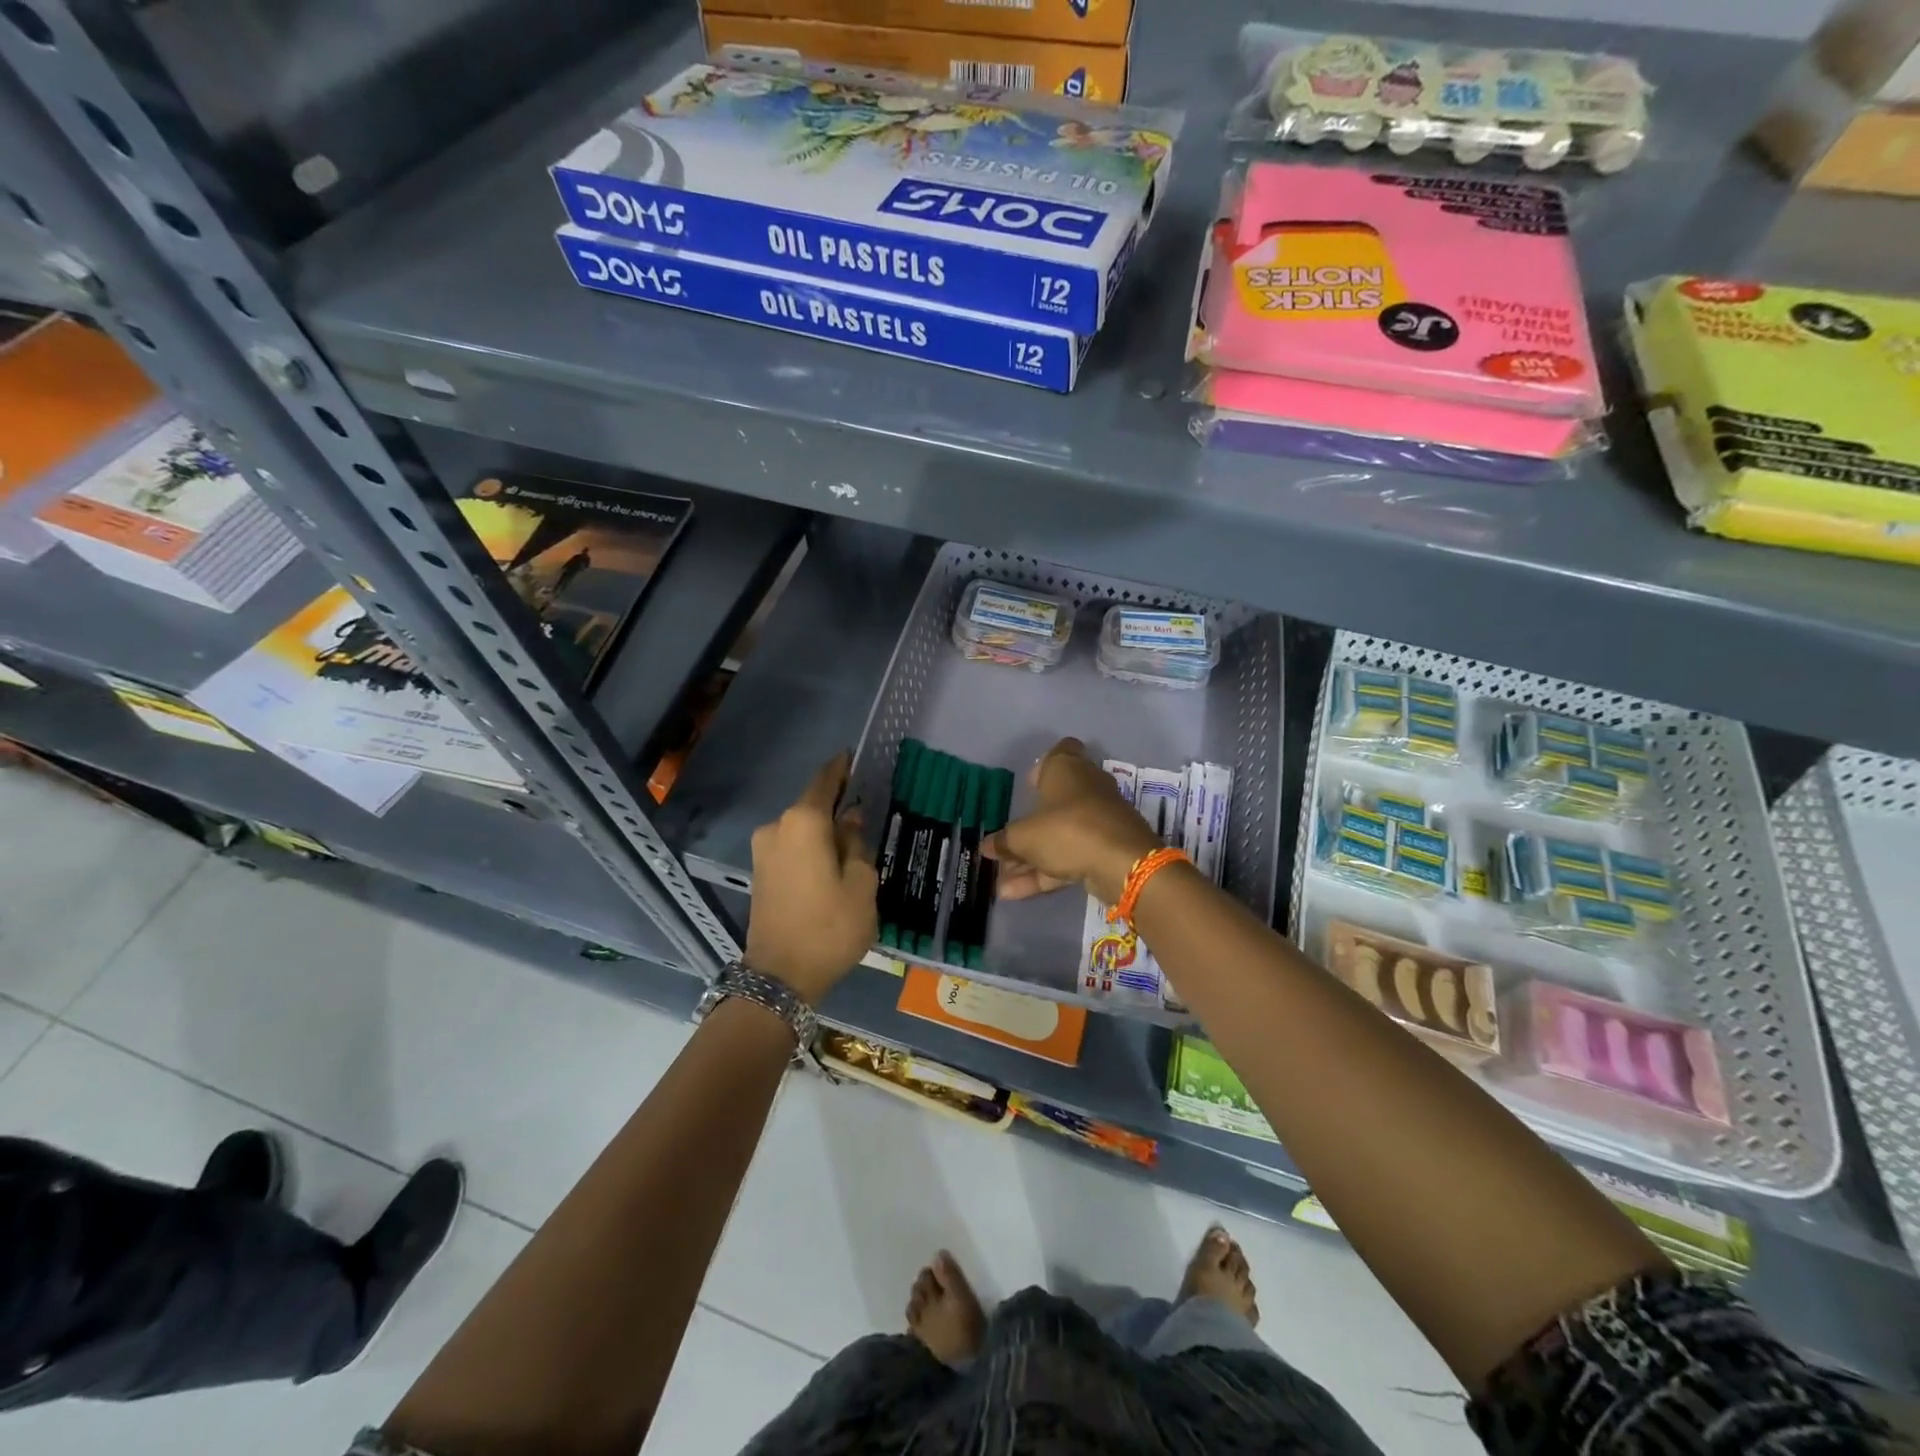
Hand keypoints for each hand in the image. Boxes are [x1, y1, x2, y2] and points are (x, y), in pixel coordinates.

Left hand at [746, 752, 877, 1004]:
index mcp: (803, 823)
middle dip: (836, 806)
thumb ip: (857, 844)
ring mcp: (763, 850)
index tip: (853, 756)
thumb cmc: (830, 927)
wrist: (780, 977)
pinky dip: (810, 848)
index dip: (841, 768)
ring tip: (852, 843)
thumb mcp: (861, 885)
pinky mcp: (759, 872)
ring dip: (823, 832)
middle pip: (811, 807)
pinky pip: (791, 847)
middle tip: (865, 811)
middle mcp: (777, 827)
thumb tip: (849, 820)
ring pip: (801, 829)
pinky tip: (829, 862)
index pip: (824, 781)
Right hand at [984, 738, 1162, 905]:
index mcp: (1067, 770)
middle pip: (1054, 802)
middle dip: (1029, 826)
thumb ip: (1004, 841)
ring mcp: (1098, 820)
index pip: (1060, 751)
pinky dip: (1045, 873)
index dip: (1043, 765)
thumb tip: (986, 845)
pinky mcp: (1105, 849)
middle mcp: (1086, 788)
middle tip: (1004, 844)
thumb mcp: (1024, 837)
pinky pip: (1069, 858)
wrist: (1123, 864)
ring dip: (1030, 857)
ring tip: (1001, 881)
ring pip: (1059, 836)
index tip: (1029, 784)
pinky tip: (1013, 893)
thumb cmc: (1067, 830)